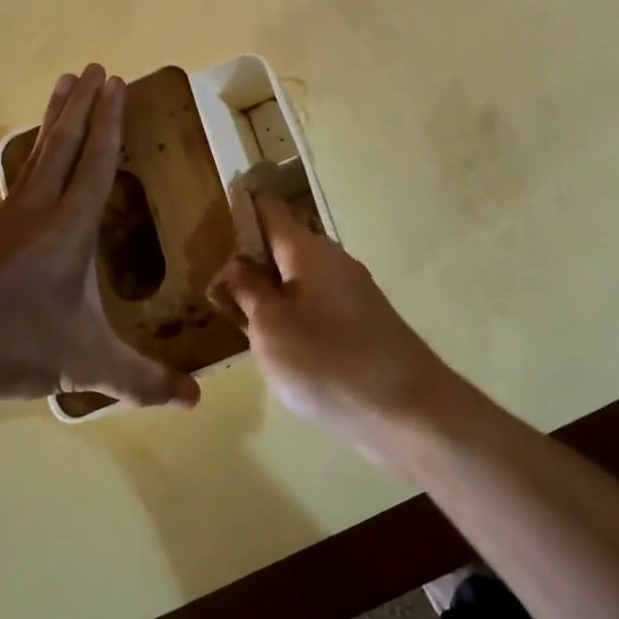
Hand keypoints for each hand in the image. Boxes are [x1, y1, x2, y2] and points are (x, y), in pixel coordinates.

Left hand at [0, 66, 200, 411]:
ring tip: (62, 87)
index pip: (97, 163)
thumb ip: (140, 382)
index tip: (117, 83)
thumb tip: (196, 402)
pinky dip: (30, 160)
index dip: (111, 123)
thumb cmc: (8, 344)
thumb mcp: (83, 366)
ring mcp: (0, 221)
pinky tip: (28, 172)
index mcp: (67, 229)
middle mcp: (35, 211)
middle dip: (83, 104)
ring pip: (35, 157)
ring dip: (54, 120)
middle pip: (64, 144)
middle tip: (94, 67)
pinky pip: (15, 184)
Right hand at [211, 194, 455, 456]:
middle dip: (251, 259)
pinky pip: (316, 304)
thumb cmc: (327, 361)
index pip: (270, 210)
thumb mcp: (271, 328)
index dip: (241, 210)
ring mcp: (351, 292)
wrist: (407, 408)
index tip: (211, 226)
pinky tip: (277, 343)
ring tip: (236, 315)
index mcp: (308, 250)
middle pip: (284, 245)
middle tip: (214, 284)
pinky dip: (293, 313)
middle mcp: (332, 261)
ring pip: (300, 278)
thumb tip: (237, 263)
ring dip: (271, 290)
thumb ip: (249, 291)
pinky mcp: (361, 322)